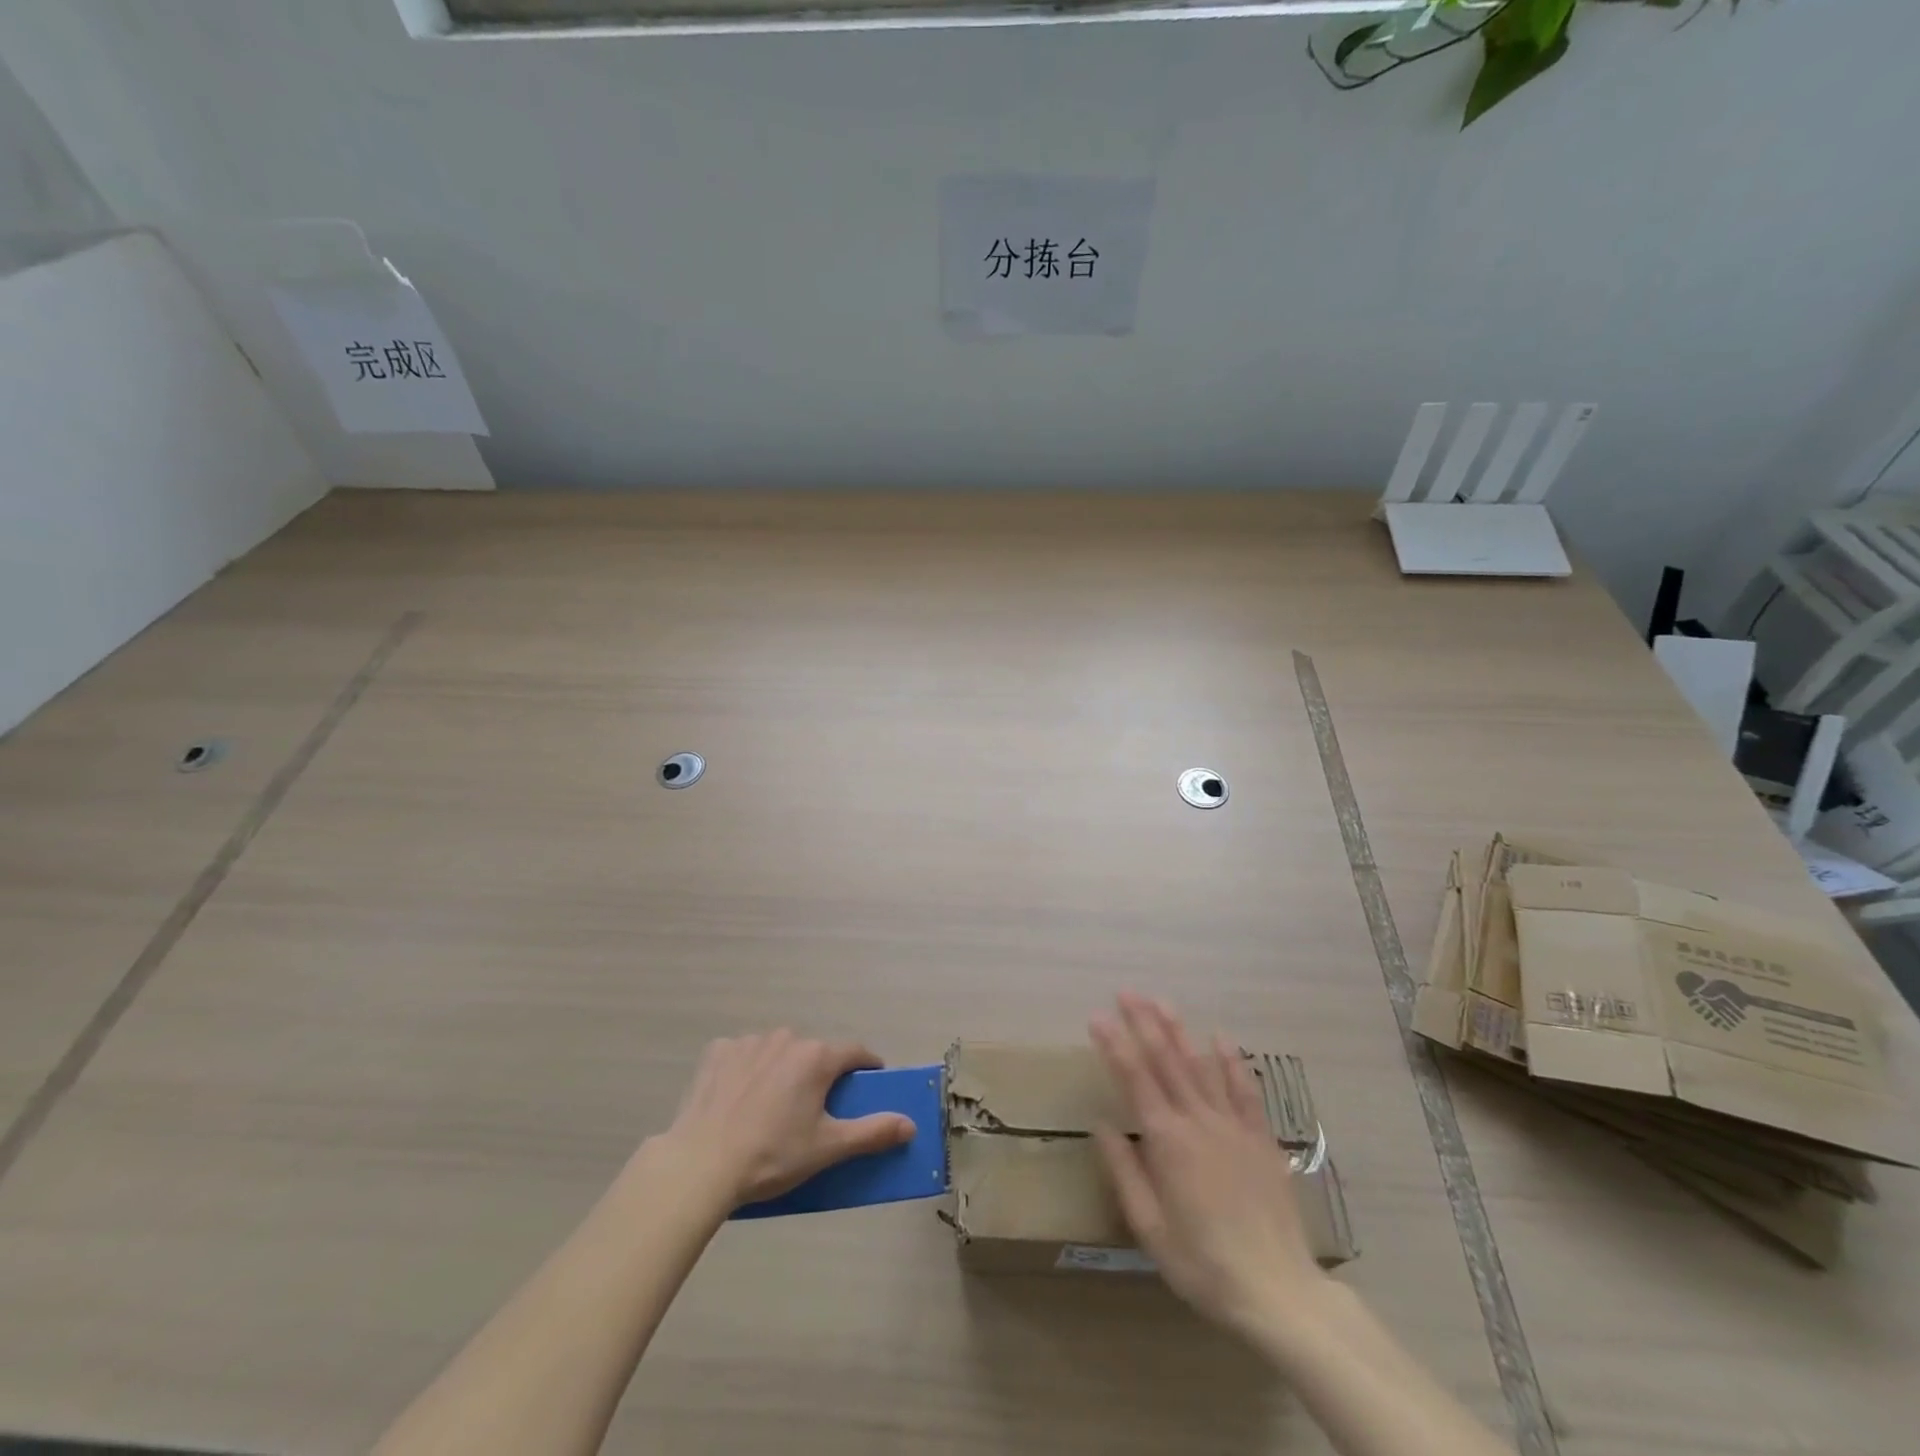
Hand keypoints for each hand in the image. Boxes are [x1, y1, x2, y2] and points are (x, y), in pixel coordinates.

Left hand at [654, 1031, 915, 1207]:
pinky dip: (747, 1070)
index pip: (855, 1053)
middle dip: (819, 1074)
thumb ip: (872, 1133)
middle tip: (814, 1109)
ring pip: (778, 1051)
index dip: (866, 1066)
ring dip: (783, 1070)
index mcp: (816, 1057)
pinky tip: (739, 1099)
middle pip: (814, 1053)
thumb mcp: (827, 1148)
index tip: (870, 1081)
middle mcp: (786, 1038)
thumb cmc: (772, 1156)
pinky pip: (744, 1055)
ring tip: (771, 1108)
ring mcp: (749, 1042)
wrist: (701, 1165)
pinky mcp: (718, 1052)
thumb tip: (911, 1125)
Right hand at [1090, 994, 1328, 1336]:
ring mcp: (1232, 1126)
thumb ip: (1125, 1171)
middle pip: (1167, 1061)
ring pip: (1201, 1066)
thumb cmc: (1203, 1263)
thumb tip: (1102, 1125)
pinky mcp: (1260, 1139)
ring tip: (1162, 1002)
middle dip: (1144, 1023)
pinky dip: (1232, 1061)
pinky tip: (1221, 1038)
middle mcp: (1198, 1121)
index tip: (1098, 1016)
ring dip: (1180, 1031)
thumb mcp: (1149, 1227)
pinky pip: (1244, 1090)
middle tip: (1127, 992)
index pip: (1134, 1079)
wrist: (1277, 1291)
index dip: (1115, 1044)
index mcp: (1166, 1141)